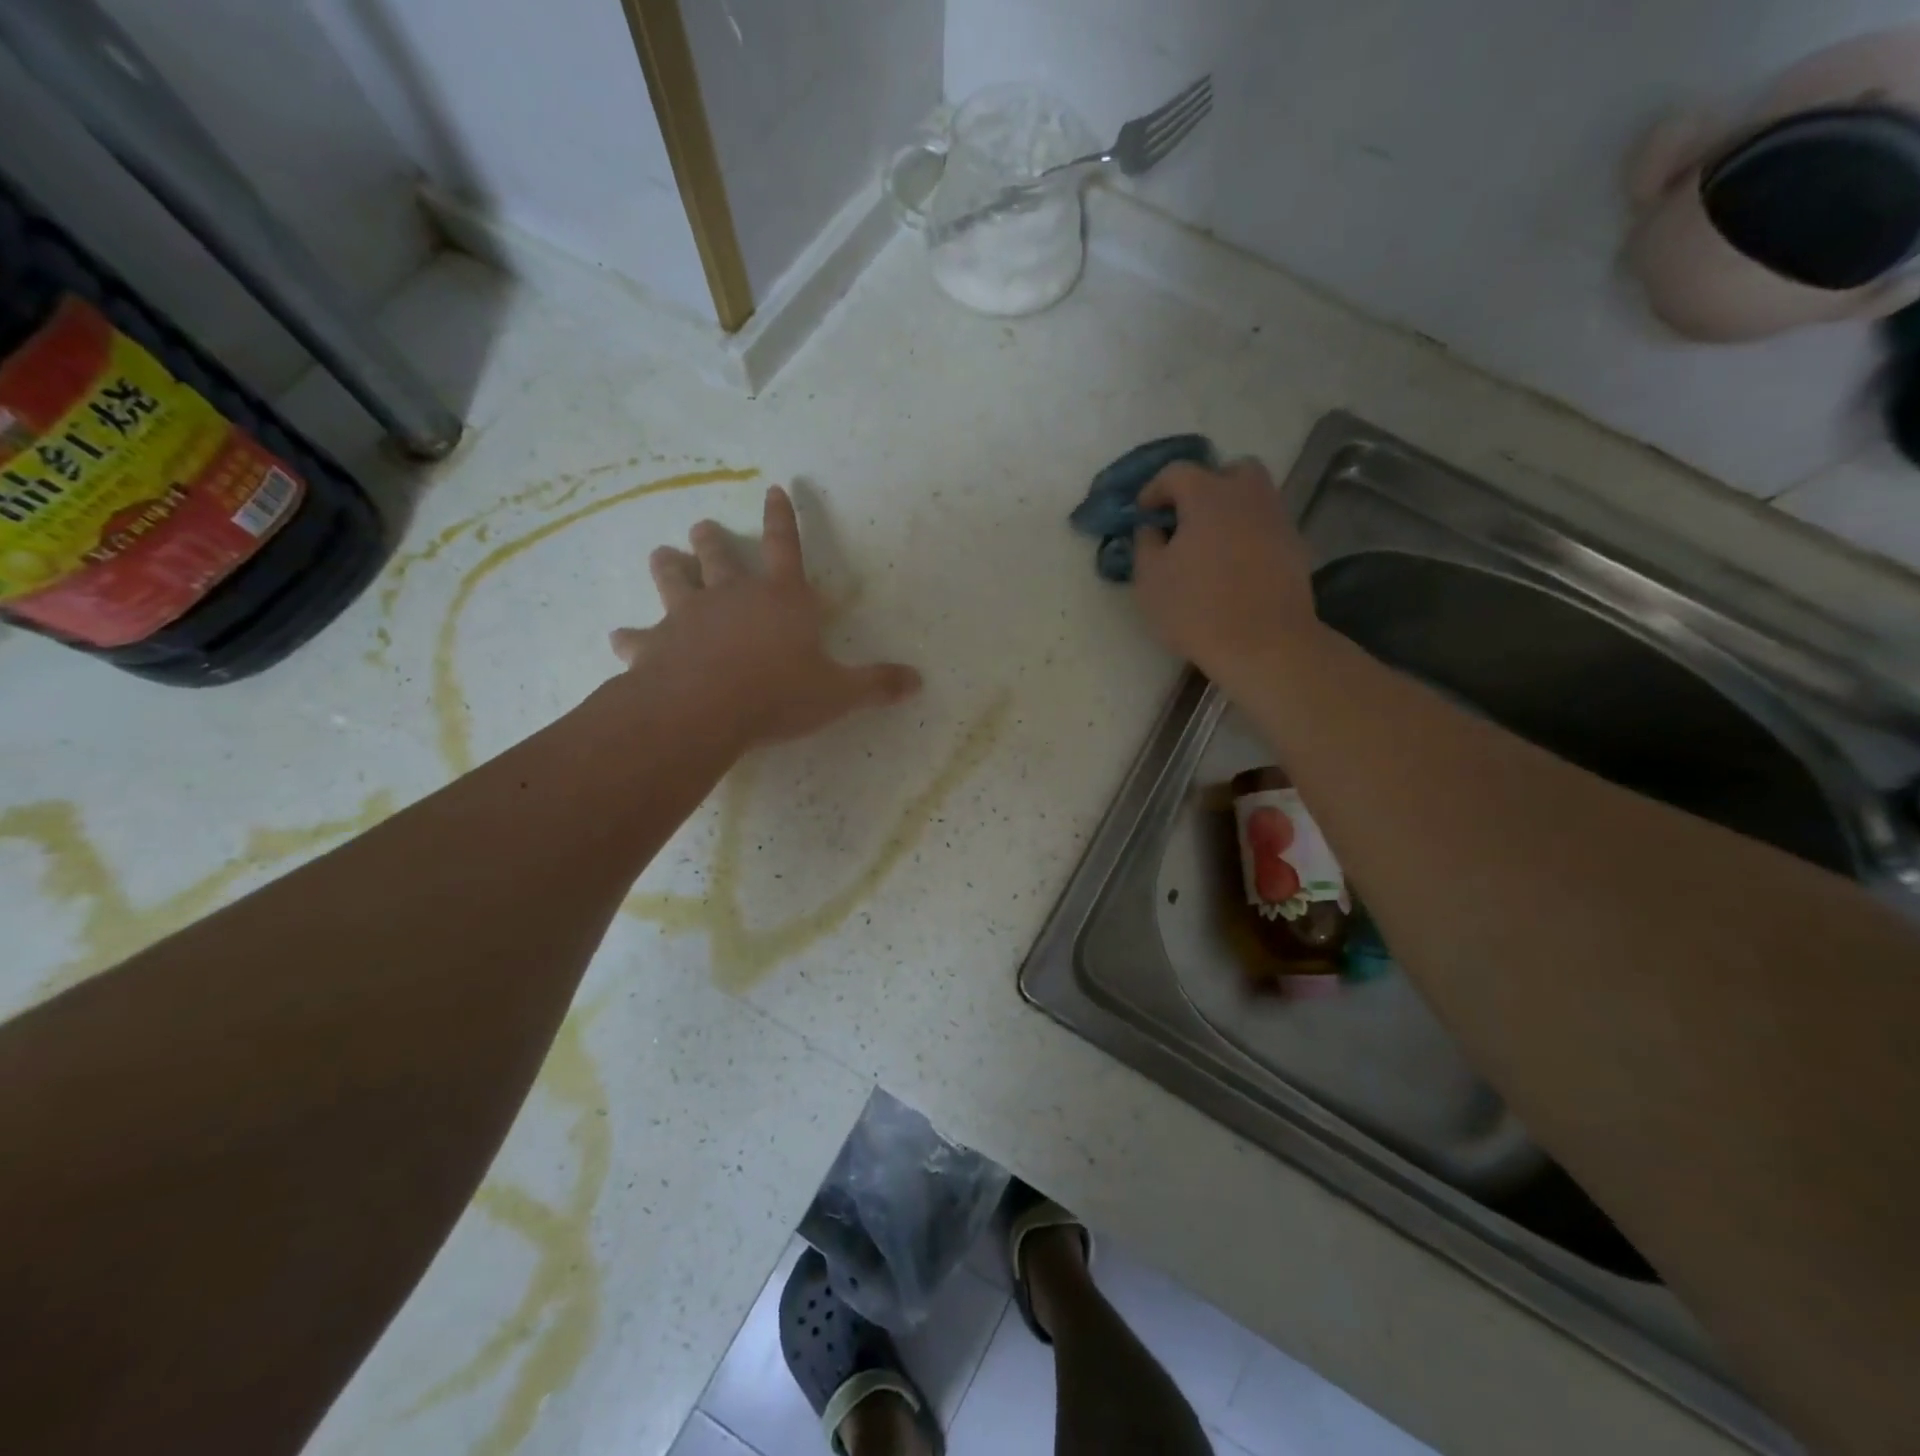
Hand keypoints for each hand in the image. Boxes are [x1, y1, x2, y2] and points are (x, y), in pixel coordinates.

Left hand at [609, 485, 920, 750]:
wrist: (705, 709)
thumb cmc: (778, 693)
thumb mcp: (838, 693)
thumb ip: (876, 684)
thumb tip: (917, 681)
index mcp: (782, 598)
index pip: (787, 546)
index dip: (784, 516)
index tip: (773, 488)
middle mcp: (732, 596)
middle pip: (719, 556)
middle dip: (711, 540)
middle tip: (700, 526)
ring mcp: (688, 616)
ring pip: (673, 580)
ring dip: (668, 567)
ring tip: (662, 556)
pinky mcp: (655, 644)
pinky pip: (638, 637)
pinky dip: (630, 637)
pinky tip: (620, 638)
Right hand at [1130, 458, 1317, 682]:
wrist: (1263, 644)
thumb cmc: (1196, 609)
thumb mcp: (1150, 579)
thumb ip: (1145, 543)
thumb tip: (1151, 528)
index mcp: (1207, 495)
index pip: (1176, 472)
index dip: (1154, 489)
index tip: (1143, 514)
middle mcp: (1247, 495)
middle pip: (1229, 471)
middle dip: (1205, 486)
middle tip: (1186, 518)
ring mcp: (1277, 519)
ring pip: (1253, 497)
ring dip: (1230, 510)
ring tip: (1210, 543)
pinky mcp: (1295, 546)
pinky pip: (1266, 526)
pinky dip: (1249, 534)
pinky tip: (1235, 566)